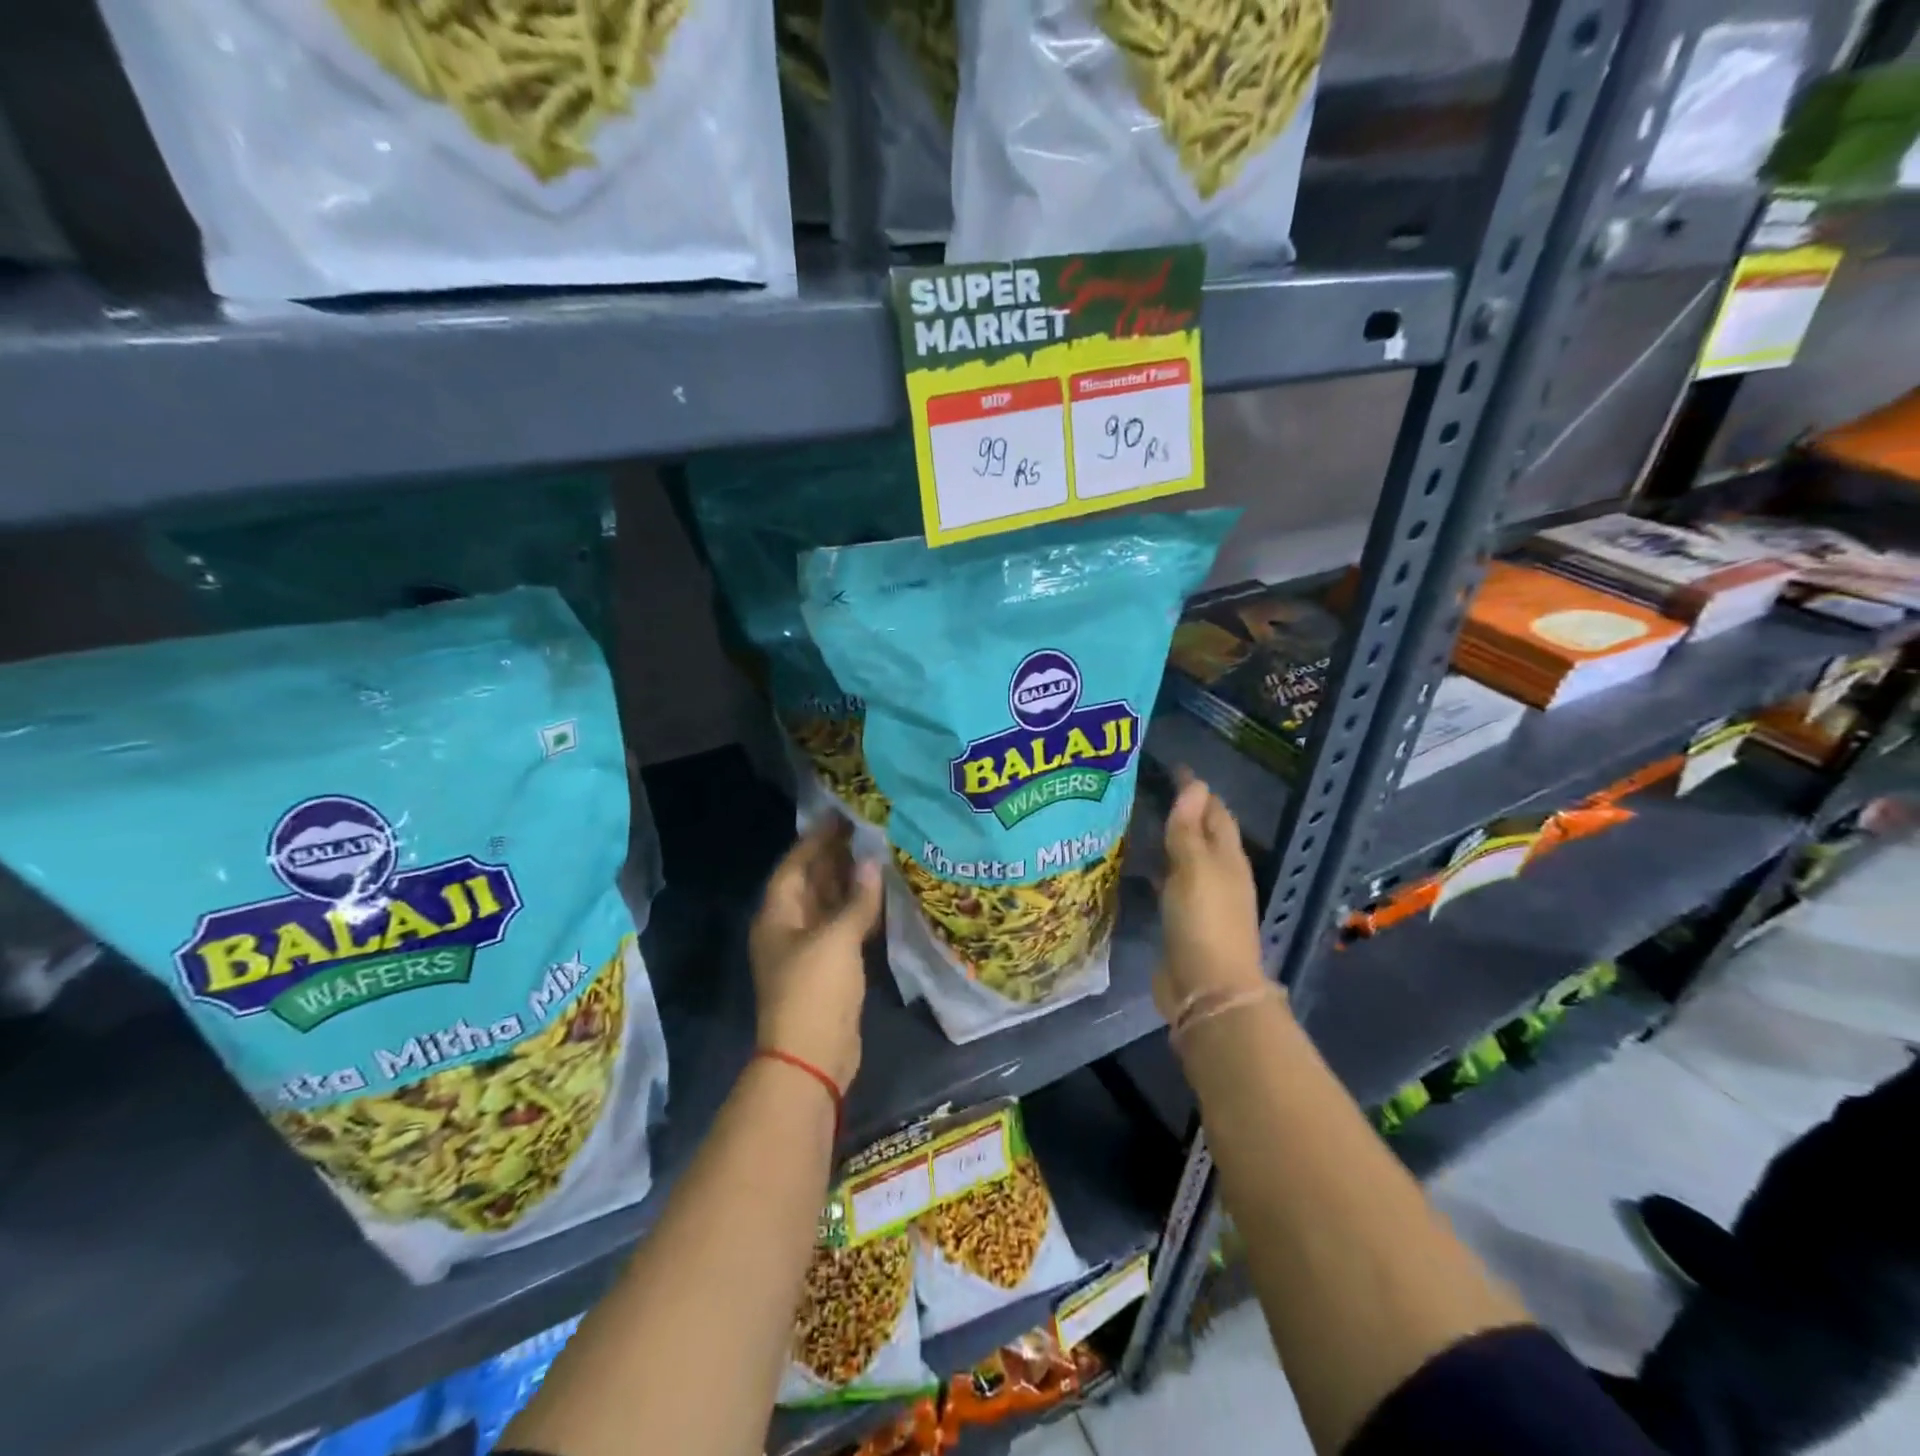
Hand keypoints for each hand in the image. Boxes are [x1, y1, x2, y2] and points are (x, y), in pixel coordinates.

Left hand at [748, 817, 882, 1090]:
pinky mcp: (829, 969)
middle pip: (811, 883)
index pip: (794, 866)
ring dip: (850, 883)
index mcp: (776, 916)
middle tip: (867, 830)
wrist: (812, 1057)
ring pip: (829, 905)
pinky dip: (859, 911)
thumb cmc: (815, 990)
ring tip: (879, 855)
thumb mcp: (836, 939)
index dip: (815, 840)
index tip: (841, 816)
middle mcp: (788, 928)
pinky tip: (882, 896)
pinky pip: (844, 928)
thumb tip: (872, 862)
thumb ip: (856, 899)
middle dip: (836, 857)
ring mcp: (808, 950)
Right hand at [1155, 770, 1266, 1020]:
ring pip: (1187, 857)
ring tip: (1139, 818)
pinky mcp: (1184, 920)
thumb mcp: (1194, 869)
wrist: (1208, 989)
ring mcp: (1203, 899)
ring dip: (1170, 838)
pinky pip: (1171, 882)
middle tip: (1150, 788)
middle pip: (1204, 833)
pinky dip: (1160, 866)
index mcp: (1228, 858)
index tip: (1173, 767)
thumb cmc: (1204, 922)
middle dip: (1185, 809)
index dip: (1197, 789)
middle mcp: (1219, 874)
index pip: (1215, 812)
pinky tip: (1138, 863)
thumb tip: (1195, 785)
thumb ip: (1189, 829)